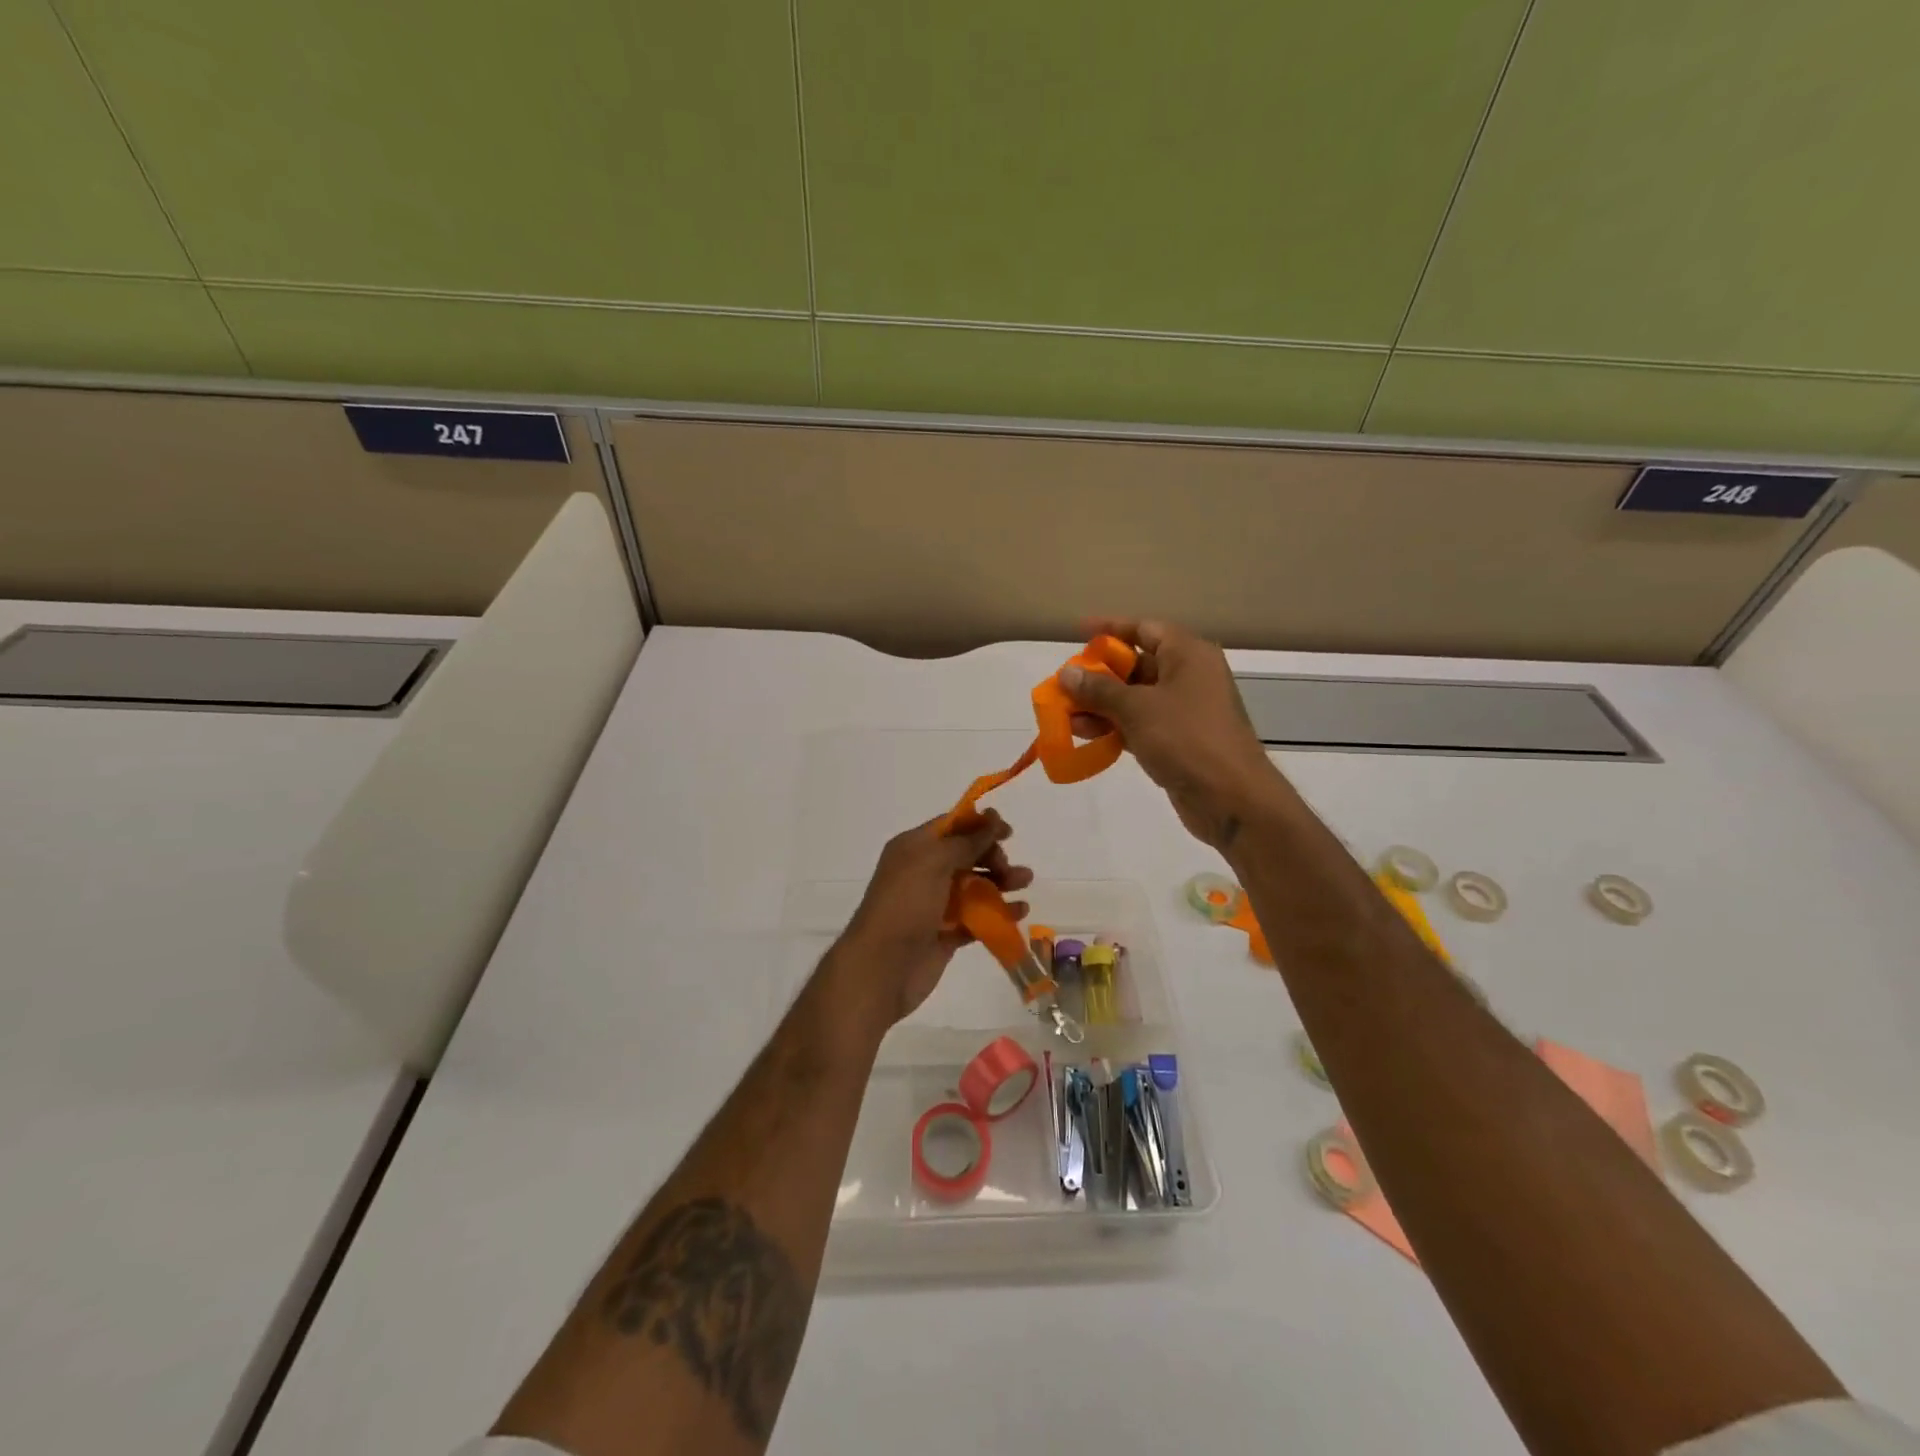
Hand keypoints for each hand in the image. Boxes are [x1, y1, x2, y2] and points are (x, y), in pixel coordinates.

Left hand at [828, 810, 1031, 1028]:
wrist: (882, 967)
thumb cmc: (906, 905)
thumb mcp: (934, 862)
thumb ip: (966, 841)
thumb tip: (992, 818)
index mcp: (913, 848)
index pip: (950, 827)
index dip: (979, 825)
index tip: (1008, 832)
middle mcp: (922, 873)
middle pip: (965, 855)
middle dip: (991, 856)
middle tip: (1007, 868)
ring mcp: (934, 905)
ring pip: (973, 886)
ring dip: (1000, 882)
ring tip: (1025, 883)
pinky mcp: (945, 934)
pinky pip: (976, 917)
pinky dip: (997, 913)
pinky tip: (1019, 912)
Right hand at [1061, 618, 1289, 849]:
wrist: (1231, 797)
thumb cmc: (1186, 738)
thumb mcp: (1137, 708)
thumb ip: (1099, 689)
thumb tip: (1067, 673)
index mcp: (1188, 655)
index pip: (1144, 629)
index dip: (1110, 629)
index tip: (1077, 632)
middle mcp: (1188, 677)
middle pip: (1136, 665)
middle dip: (1098, 675)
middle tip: (1064, 684)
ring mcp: (1184, 711)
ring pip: (1134, 698)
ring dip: (1100, 705)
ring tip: (1065, 716)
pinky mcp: (1177, 741)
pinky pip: (1140, 724)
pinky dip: (1114, 727)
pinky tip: (1085, 736)